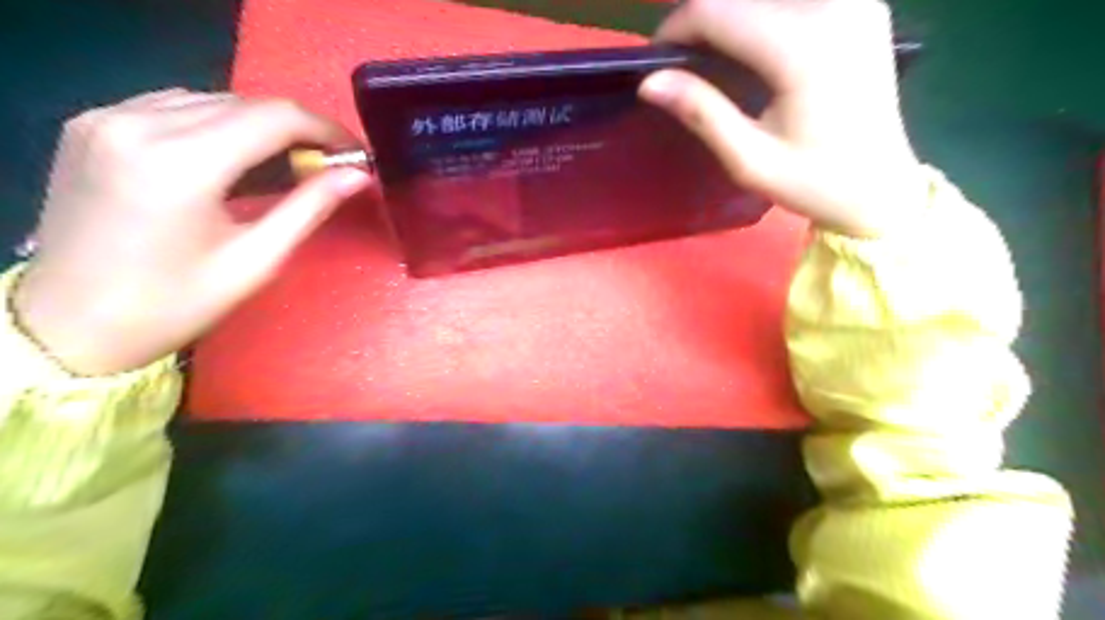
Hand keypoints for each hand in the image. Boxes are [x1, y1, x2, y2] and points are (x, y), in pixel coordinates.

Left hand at [13, 89, 370, 374]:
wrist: (70, 324)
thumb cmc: (174, 303)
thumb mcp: (255, 260)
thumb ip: (309, 207)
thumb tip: (357, 176)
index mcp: (181, 163)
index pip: (274, 117)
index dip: (325, 129)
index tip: (354, 153)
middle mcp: (138, 123)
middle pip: (244, 103)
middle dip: (297, 130)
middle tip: (327, 165)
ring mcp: (106, 118)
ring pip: (211, 100)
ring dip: (259, 126)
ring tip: (285, 165)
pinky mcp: (91, 124)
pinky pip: (174, 105)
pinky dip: (217, 124)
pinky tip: (232, 157)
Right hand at [639, 0, 924, 237]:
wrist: (882, 188)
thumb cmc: (813, 183)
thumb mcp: (750, 160)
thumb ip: (702, 113)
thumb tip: (650, 82)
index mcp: (803, 50)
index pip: (718, 12)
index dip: (678, 28)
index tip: (657, 58)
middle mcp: (834, 7)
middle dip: (703, 21)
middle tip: (682, 62)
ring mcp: (854, 1)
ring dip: (732, 16)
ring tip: (712, 55)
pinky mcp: (862, 6)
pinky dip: (762, 14)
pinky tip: (751, 46)